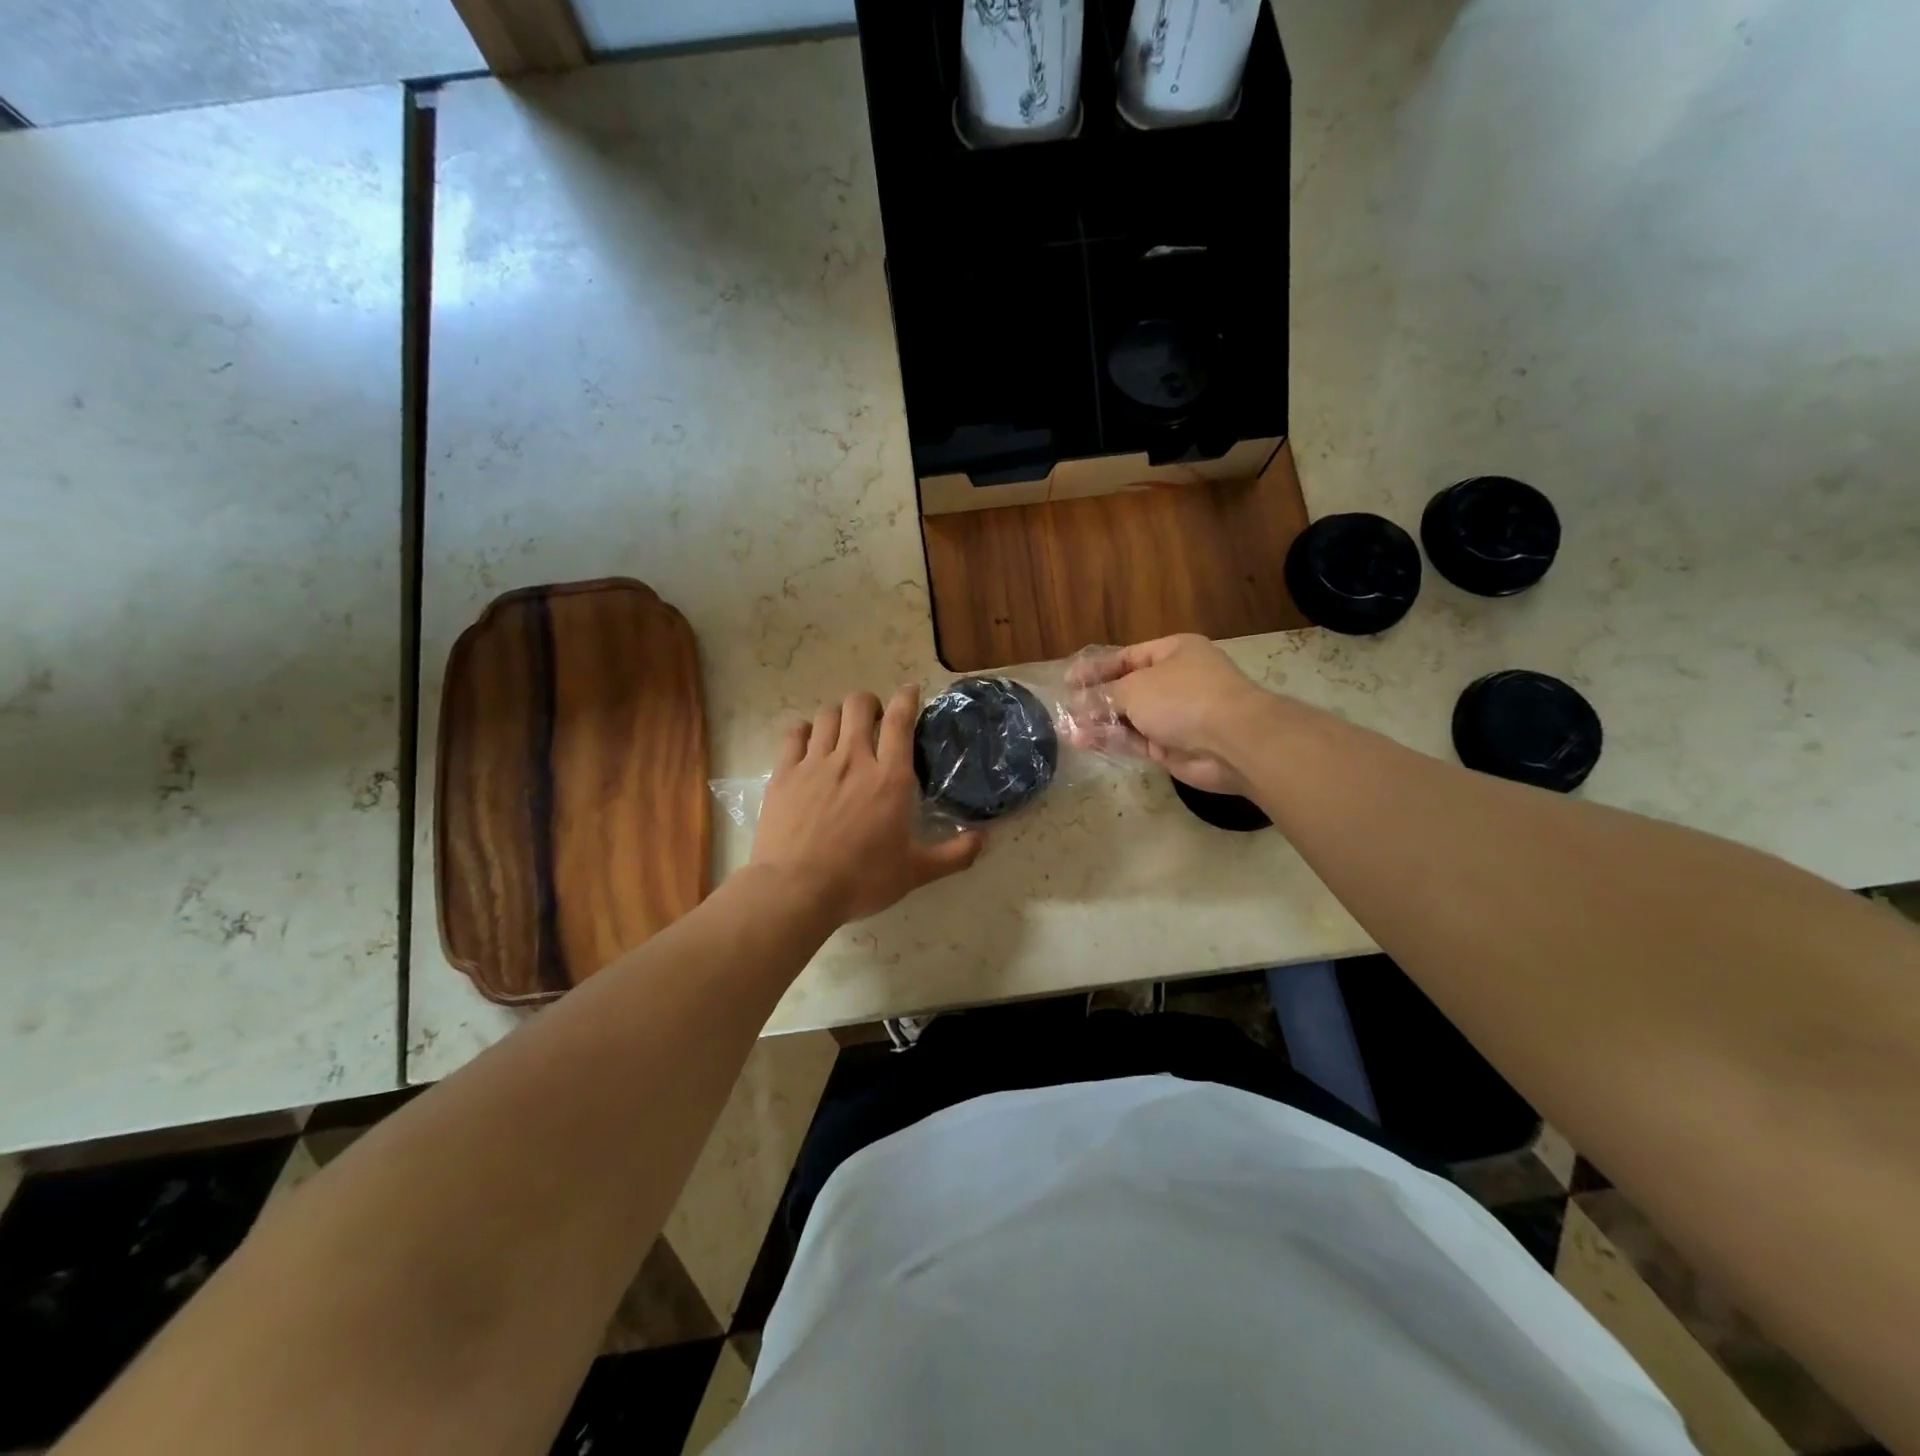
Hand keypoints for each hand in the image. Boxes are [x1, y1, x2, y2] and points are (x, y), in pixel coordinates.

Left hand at [750, 686, 985, 924]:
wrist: (796, 890)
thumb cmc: (861, 880)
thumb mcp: (915, 872)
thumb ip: (953, 855)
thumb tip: (984, 840)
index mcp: (889, 778)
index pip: (900, 721)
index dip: (907, 698)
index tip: (910, 691)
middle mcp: (853, 759)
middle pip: (859, 705)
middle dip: (870, 704)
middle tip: (875, 721)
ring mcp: (814, 763)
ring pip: (827, 714)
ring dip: (839, 716)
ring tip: (843, 731)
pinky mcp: (784, 774)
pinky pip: (794, 734)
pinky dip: (805, 731)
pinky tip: (809, 743)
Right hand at [1068, 634, 1271, 796]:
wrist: (1231, 741)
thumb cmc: (1182, 698)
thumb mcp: (1135, 687)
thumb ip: (1104, 695)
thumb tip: (1080, 704)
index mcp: (1173, 652)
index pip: (1127, 657)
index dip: (1096, 668)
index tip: (1068, 681)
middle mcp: (1174, 681)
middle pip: (1127, 689)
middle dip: (1096, 699)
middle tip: (1066, 709)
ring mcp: (1174, 716)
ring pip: (1129, 718)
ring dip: (1100, 722)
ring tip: (1068, 729)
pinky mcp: (1171, 747)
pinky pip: (1135, 740)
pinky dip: (1112, 740)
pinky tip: (1084, 741)